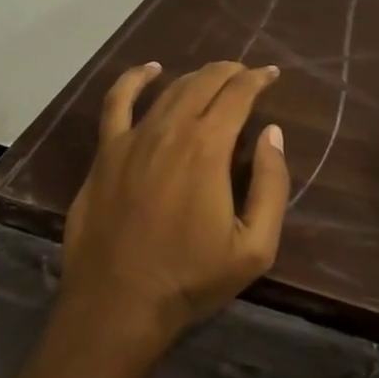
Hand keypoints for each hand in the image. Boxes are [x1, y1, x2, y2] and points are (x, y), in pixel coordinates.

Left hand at [60, 60, 288, 357]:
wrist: (117, 307)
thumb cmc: (190, 279)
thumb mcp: (254, 246)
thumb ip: (272, 184)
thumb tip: (272, 133)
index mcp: (208, 147)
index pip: (238, 94)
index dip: (258, 79)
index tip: (271, 75)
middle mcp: (171, 130)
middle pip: (205, 82)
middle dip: (231, 72)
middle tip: (247, 76)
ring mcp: (133, 138)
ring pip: (170, 89)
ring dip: (197, 77)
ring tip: (214, 78)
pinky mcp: (106, 153)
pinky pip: (116, 103)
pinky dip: (134, 79)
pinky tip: (149, 71)